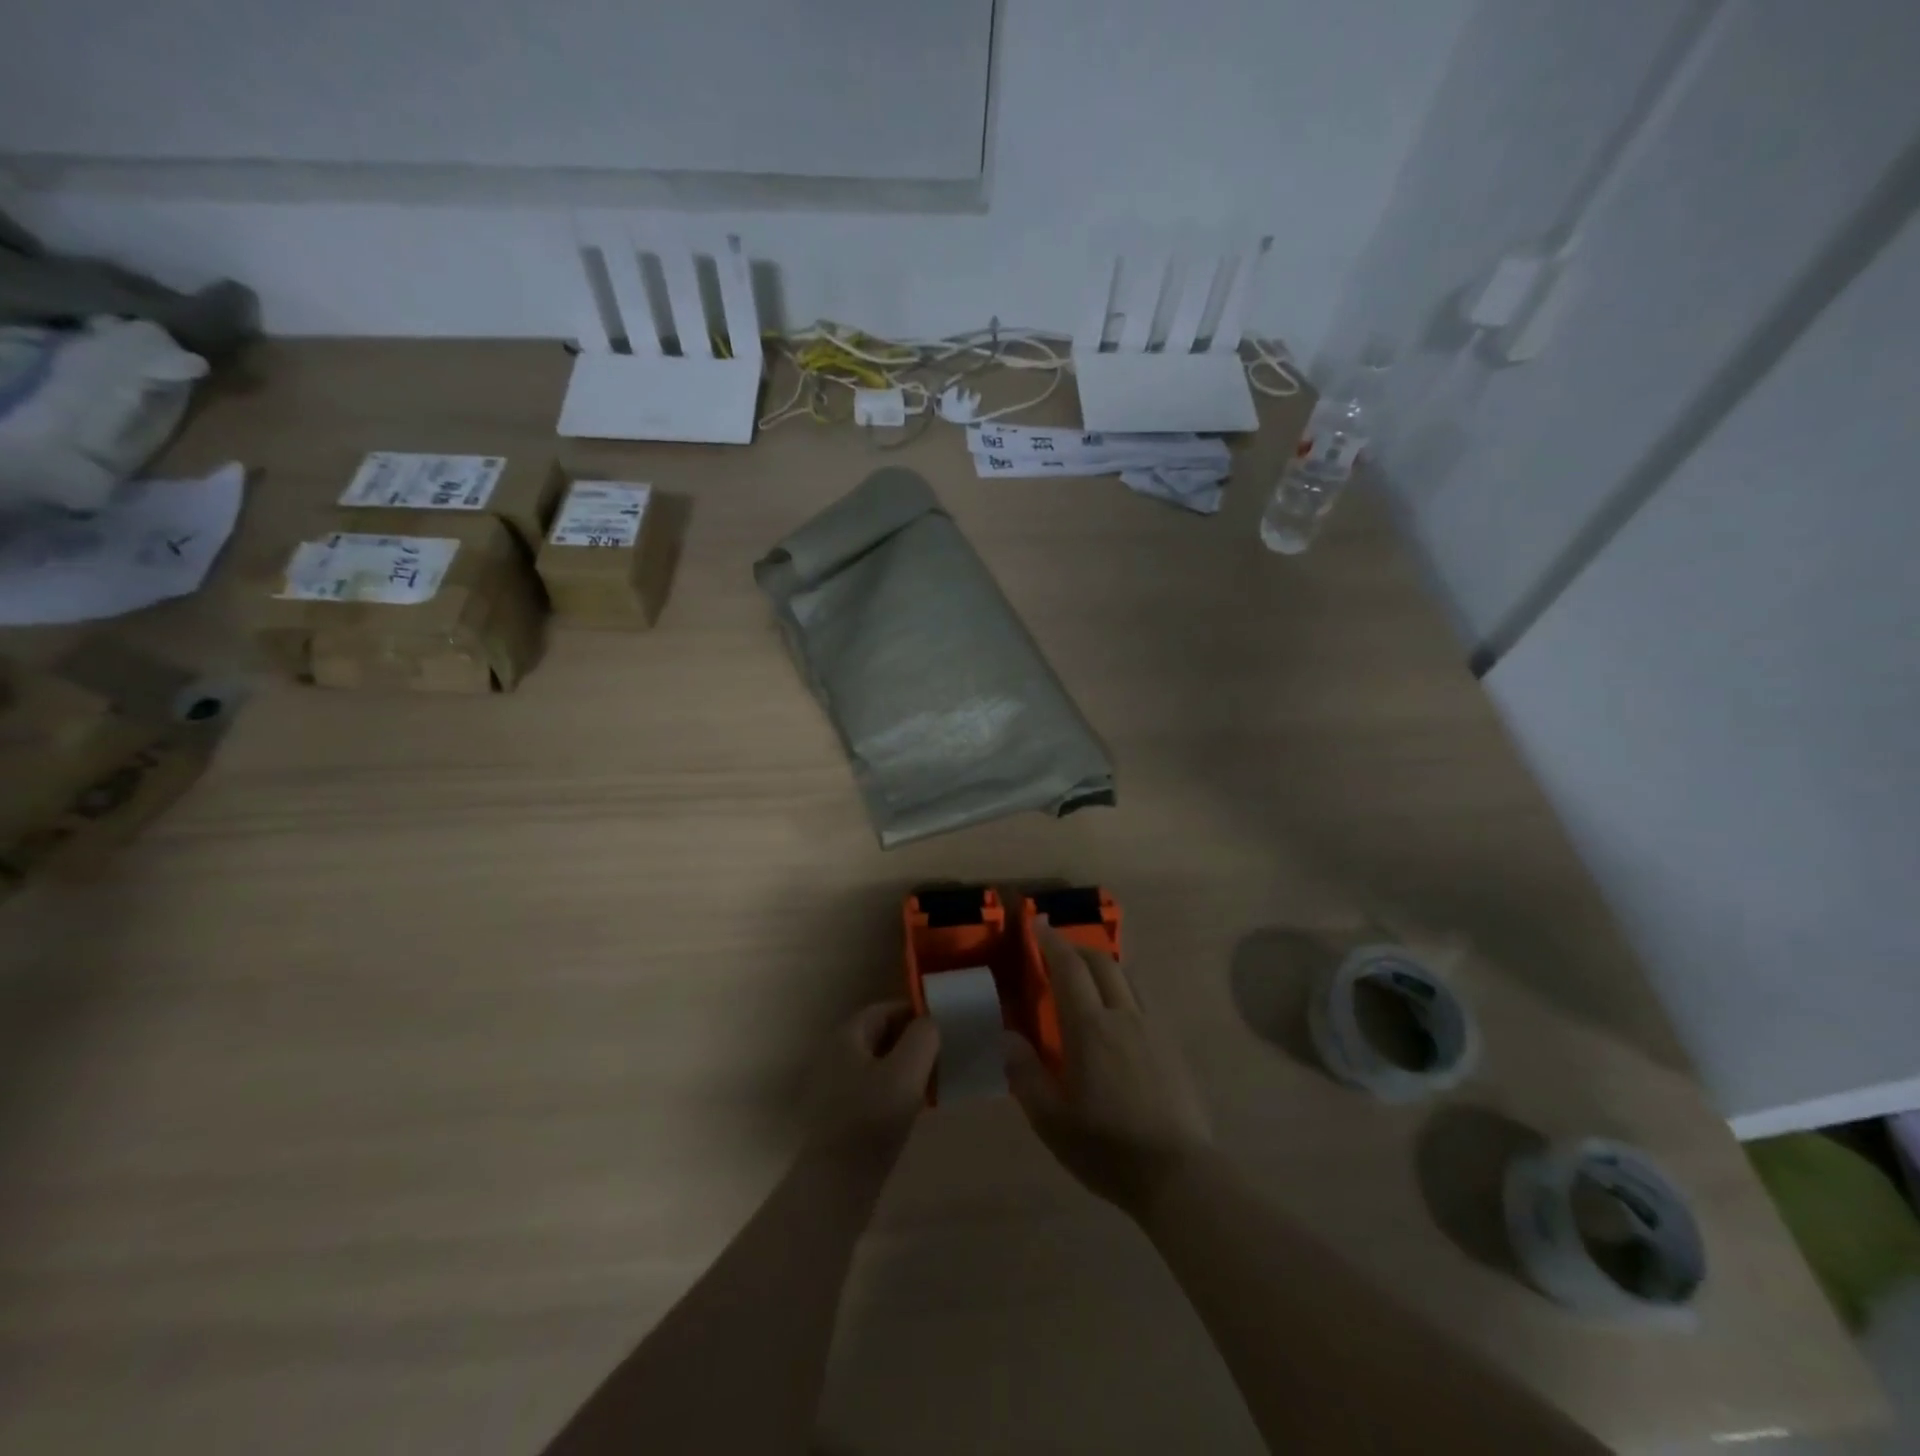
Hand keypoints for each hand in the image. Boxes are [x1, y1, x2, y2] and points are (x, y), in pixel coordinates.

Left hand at [804, 1000, 939, 1176]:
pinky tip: (918, 1107)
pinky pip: (875, 1089)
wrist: (836, 1186)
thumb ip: (923, 1037)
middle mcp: (837, 1055)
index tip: (944, 1025)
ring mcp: (836, 1087)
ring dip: (908, 1067)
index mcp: (847, 1036)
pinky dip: (897, 1090)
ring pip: (880, 1064)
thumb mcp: (906, 1071)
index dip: (915, 1012)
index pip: (885, 1009)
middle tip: (945, 1052)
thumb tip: (930, 1023)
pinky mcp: (842, 1116)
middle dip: (913, 1041)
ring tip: (937, 1080)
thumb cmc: (872, 1119)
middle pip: (882, 1036)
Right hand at [1005, 922, 1210, 1218]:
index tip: (1039, 924)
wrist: (1178, 1173)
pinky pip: (1144, 1000)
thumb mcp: (1051, 1120)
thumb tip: (1007, 1036)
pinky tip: (1120, 1013)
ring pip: (1128, 977)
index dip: (1052, 942)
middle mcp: (1124, 1015)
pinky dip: (1125, 988)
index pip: (1069, 968)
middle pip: (1102, 963)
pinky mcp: (1173, 1046)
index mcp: (1090, 1028)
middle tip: (1058, 949)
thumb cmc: (1107, 1148)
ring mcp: (1153, 1028)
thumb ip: (1025, 1074)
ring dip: (1104, 965)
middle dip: (1077, 947)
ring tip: (1088, 975)